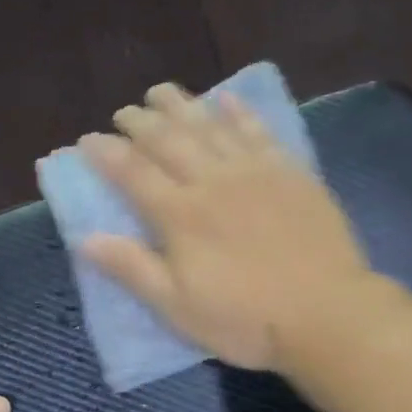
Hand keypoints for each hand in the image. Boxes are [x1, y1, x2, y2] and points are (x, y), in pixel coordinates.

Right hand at [79, 82, 373, 371]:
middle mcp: (212, 181)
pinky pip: (259, 131)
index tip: (87, 139)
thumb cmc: (245, 320)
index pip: (133, 172)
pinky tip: (226, 99)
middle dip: (140, 122)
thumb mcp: (177, 307)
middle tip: (123, 112)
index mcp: (180, 215)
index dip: (106, 153)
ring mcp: (255, 172)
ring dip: (181, 106)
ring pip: (210, 126)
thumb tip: (84, 238)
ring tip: (160, 92)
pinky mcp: (290, 172)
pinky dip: (239, 112)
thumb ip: (132, 268)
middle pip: (168, 140)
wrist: (327, 314)